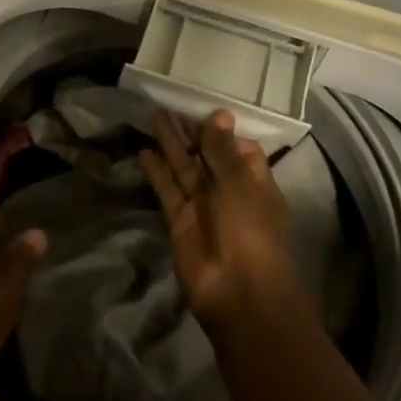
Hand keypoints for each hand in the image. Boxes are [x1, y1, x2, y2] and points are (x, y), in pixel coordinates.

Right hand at [140, 109, 310, 339]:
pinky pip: (168, 190)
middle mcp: (229, 192)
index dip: (222, 131)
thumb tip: (219, 113)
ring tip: (155, 116)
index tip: (203, 110)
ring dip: (172, 145)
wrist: (238, 295)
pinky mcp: (180, 222)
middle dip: (192, 133)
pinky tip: (144, 152)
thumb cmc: (251, 233)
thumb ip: (222, 151)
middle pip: (208, 156)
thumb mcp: (239, 185)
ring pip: (186, 169)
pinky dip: (157, 172)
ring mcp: (203, 208)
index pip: (239, 150)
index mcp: (255, 183)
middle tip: (171, 105)